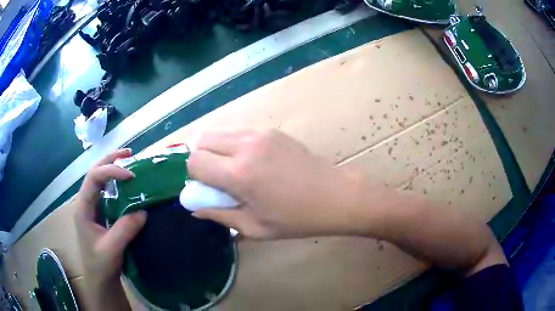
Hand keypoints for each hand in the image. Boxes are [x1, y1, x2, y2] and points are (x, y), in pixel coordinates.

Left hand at [74, 149, 146, 309]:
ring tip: (129, 162)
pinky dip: (117, 183)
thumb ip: (125, 230)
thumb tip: (143, 210)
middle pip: (94, 173)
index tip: (131, 176)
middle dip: (110, 160)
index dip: (110, 172)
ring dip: (112, 168)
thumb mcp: (111, 249)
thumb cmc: (100, 265)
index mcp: (83, 208)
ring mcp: (92, 207)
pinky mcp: (100, 213)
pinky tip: (127, 184)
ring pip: (99, 179)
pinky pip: (107, 191)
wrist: (99, 278)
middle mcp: (85, 202)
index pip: (93, 179)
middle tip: (129, 154)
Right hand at [187, 130, 364, 238]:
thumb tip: (194, 206)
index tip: (205, 188)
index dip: (193, 175)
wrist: (336, 195)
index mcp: (238, 173)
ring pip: (220, 133)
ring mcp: (260, 133)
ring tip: (234, 171)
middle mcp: (245, 146)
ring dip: (216, 150)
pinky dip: (233, 145)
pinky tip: (252, 162)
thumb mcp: (255, 227)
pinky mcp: (272, 130)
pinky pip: (239, 133)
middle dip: (201, 158)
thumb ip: (219, 215)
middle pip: (202, 139)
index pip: (194, 161)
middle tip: (216, 178)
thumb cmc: (296, 219)